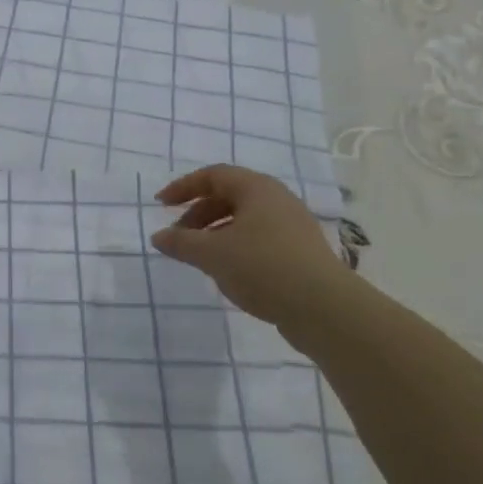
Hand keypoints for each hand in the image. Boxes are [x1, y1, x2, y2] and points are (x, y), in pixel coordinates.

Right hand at [150, 164, 352, 332]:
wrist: (324, 308)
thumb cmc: (262, 267)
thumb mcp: (212, 254)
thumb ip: (181, 243)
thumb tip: (158, 237)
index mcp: (257, 188)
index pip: (213, 175)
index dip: (183, 187)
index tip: (161, 205)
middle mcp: (277, 199)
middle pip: (229, 195)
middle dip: (198, 213)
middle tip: (178, 236)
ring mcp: (293, 225)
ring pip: (245, 219)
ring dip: (216, 232)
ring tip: (199, 256)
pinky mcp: (300, 251)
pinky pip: (259, 238)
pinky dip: (235, 246)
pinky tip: (228, 270)